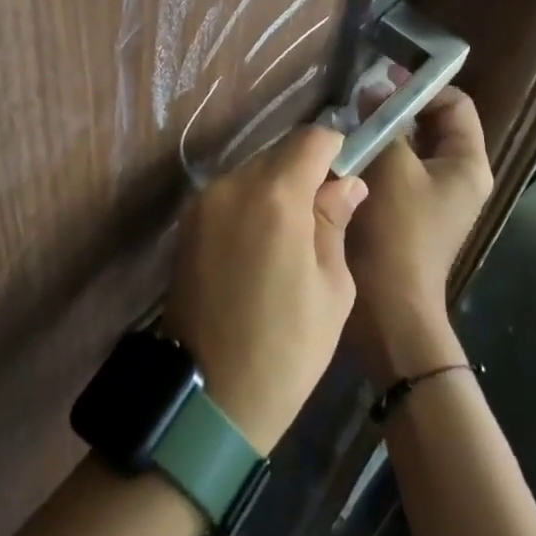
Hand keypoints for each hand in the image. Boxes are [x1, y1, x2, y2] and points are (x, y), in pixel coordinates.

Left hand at [163, 125, 366, 453]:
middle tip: (322, 215)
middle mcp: (233, 184)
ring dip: (276, 187)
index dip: (335, 150)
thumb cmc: (287, 348)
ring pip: (253, 171)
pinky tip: (260, 246)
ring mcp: (204, 201)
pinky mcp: (187, 221)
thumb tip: (347, 182)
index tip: (346, 177)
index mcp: (275, 195)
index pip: (311, 139)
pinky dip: (251, 204)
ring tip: (290, 237)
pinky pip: (230, 193)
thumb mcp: (332, 288)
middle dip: (305, 171)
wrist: (210, 396)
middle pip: (279, 152)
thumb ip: (335, 221)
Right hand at [344, 77, 494, 387]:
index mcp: (467, 164)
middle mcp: (456, 176)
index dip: (423, 86)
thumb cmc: (399, 231)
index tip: (385, 78)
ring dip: (384, 129)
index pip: (455, 104)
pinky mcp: (409, 210)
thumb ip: (386, 122)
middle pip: (432, 122)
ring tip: (350, 118)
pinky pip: (396, 167)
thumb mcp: (393, 166)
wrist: (390, 305)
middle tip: (361, 96)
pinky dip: (377, 152)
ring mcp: (432, 195)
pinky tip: (348, 148)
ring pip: (410, 145)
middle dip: (399, 105)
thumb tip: (374, 92)